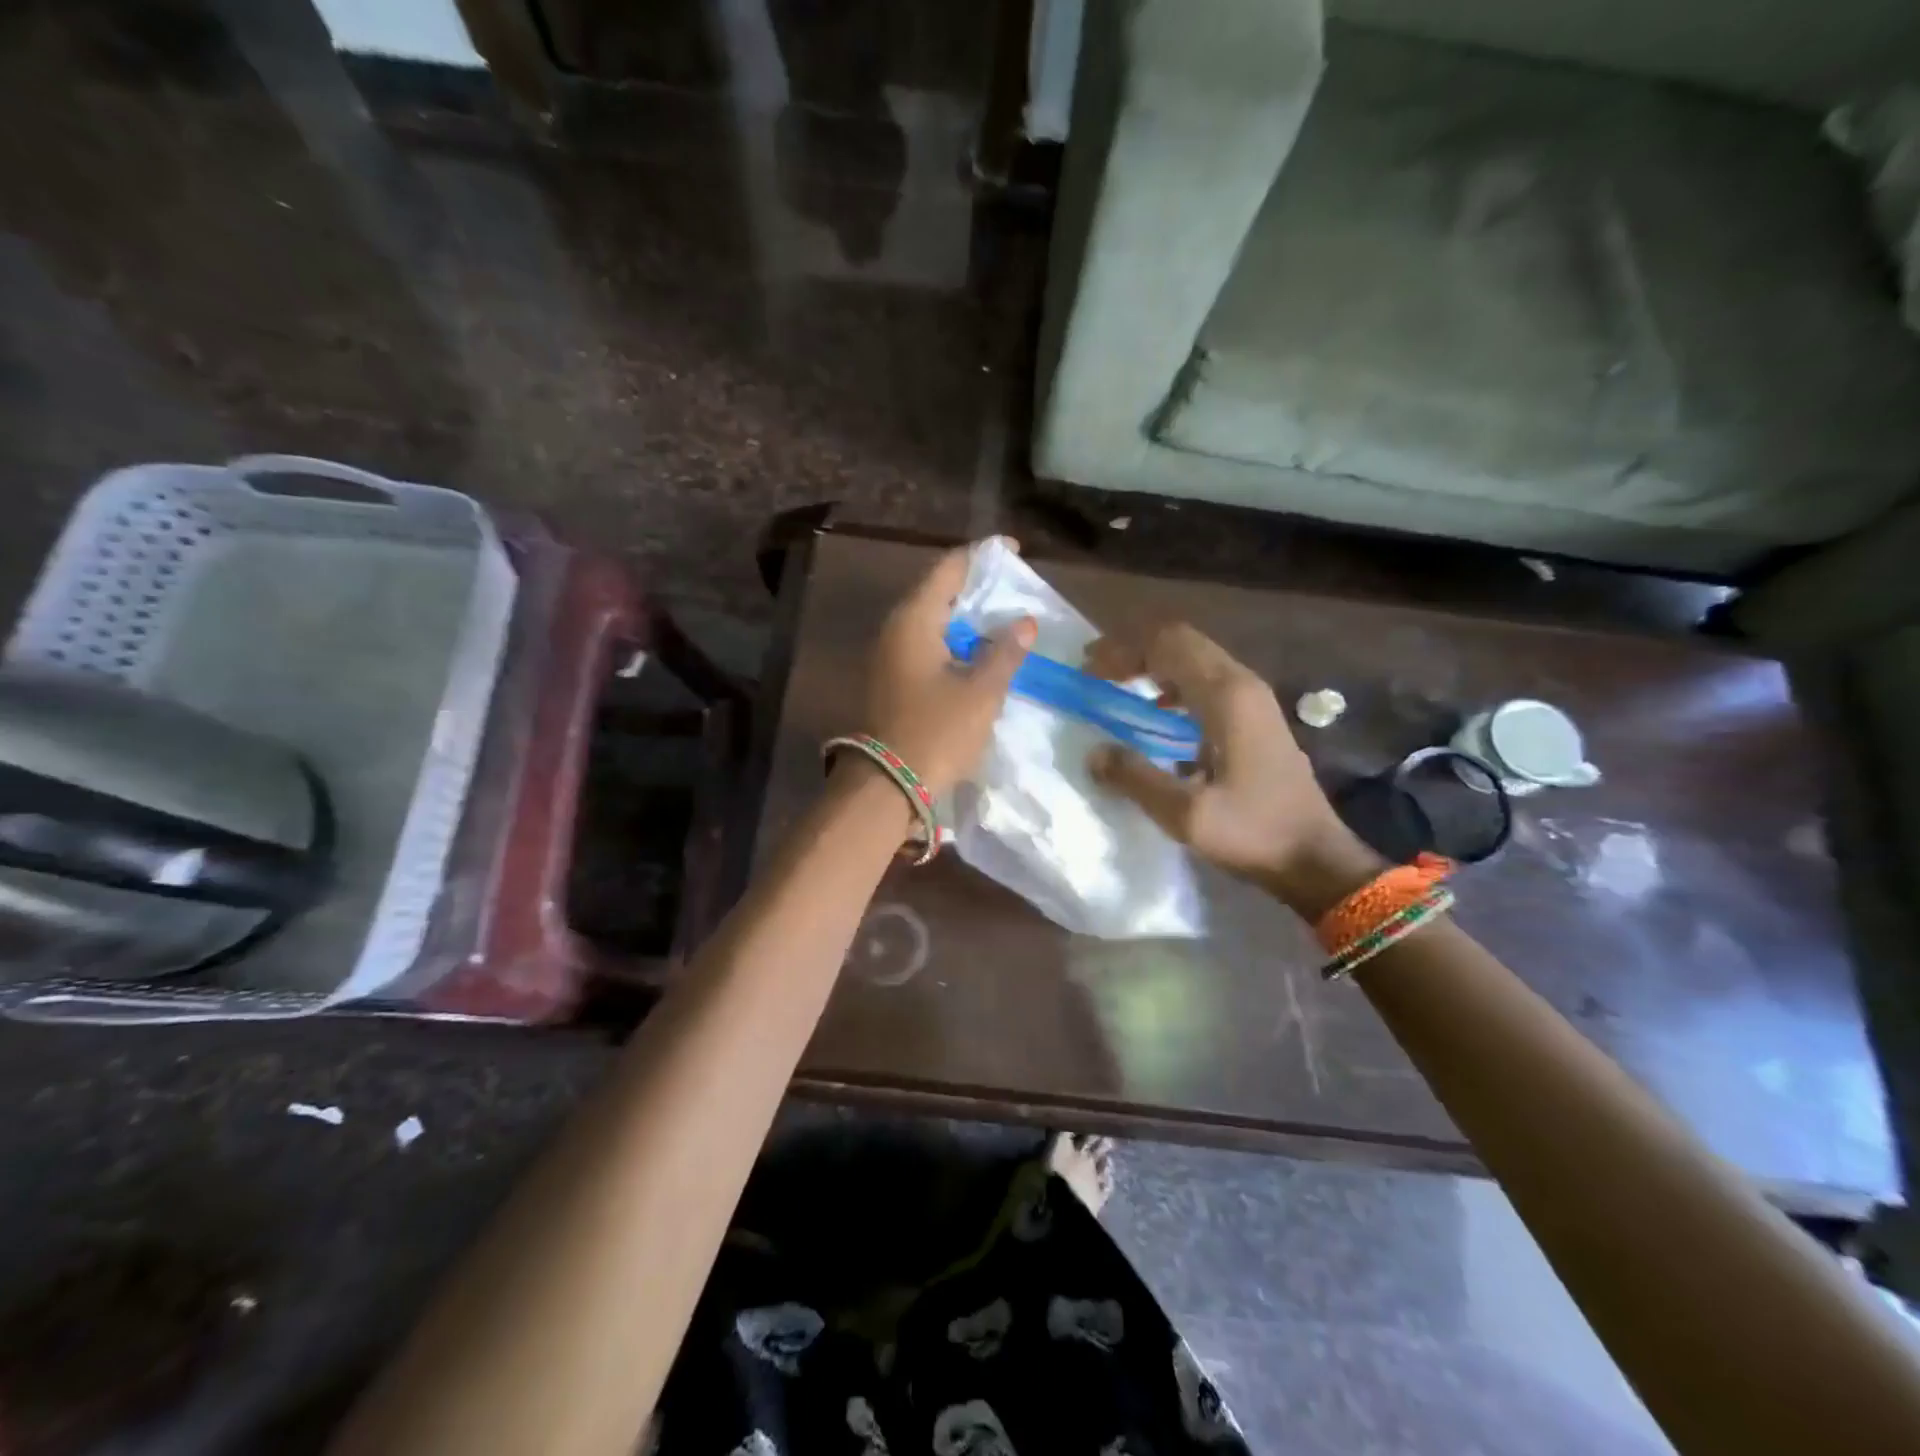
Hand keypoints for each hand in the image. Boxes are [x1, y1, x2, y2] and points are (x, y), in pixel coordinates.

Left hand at [857, 546, 1033, 797]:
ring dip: (966, 619)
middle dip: (977, 588)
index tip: (1014, 552)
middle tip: (1014, 591)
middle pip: (938, 591)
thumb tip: (1024, 622)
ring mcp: (888, 656)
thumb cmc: (937, 732)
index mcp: (914, 619)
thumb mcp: (981, 692)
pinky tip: (979, 655)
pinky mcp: (891, 680)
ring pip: (932, 621)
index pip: (949, 568)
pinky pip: (926, 646)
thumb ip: (1005, 652)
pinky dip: (954, 643)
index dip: (983, 556)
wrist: (887, 786)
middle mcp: (895, 629)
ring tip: (1004, 621)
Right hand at [1084, 623, 1380, 917]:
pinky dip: (1173, 682)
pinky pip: (1207, 680)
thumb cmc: (1253, 832)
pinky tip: (1156, 711)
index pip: (1168, 644)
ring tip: (1118, 683)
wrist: (1315, 857)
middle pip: (1182, 641)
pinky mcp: (1256, 716)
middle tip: (1095, 670)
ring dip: (1154, 663)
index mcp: (1226, 696)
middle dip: (1134, 649)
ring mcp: (1254, 698)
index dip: (1123, 649)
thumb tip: (1094, 753)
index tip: (1088, 669)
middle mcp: (1242, 684)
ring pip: (1195, 658)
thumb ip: (1135, 778)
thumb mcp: (1185, 814)